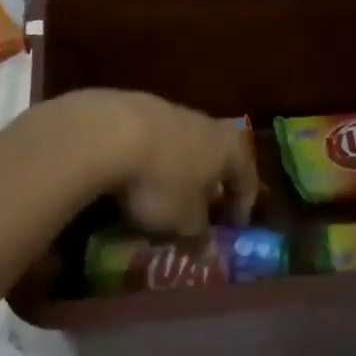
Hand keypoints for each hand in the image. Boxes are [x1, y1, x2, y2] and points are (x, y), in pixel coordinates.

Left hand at [43, 90, 258, 237]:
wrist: (108, 131)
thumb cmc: (162, 181)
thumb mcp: (185, 222)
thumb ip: (199, 235)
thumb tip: (205, 248)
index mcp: (229, 148)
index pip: (247, 179)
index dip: (242, 207)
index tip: (232, 229)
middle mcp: (205, 123)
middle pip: (215, 157)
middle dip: (208, 184)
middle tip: (200, 210)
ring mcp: (168, 110)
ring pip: (182, 146)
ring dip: (176, 171)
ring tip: (161, 197)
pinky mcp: (133, 107)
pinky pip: (150, 141)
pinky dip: (148, 160)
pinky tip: (132, 178)